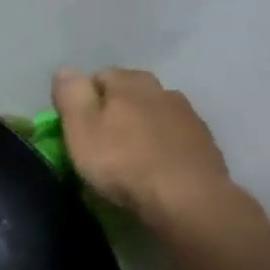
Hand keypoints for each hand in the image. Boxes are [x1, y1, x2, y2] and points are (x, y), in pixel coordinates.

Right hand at [52, 67, 241, 231]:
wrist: (186, 199)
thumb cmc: (122, 162)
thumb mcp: (80, 128)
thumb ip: (71, 95)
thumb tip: (66, 70)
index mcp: (129, 84)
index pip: (99, 75)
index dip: (83, 97)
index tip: (74, 124)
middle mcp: (162, 90)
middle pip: (130, 91)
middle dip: (113, 107)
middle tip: (98, 137)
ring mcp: (188, 115)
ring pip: (153, 111)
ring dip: (139, 123)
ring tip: (126, 151)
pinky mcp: (204, 141)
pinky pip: (172, 133)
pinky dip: (159, 142)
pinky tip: (152, 163)